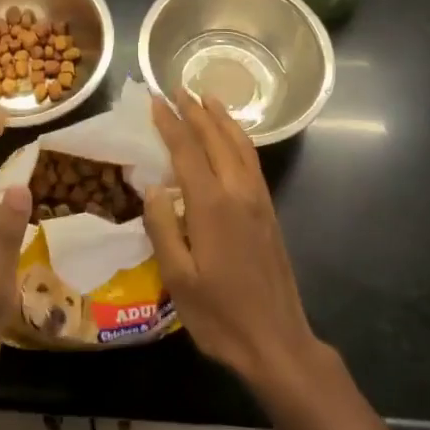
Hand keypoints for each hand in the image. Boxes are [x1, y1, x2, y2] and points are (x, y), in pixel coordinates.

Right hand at [143, 90, 324, 391]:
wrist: (277, 342)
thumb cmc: (220, 315)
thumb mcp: (178, 278)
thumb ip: (162, 227)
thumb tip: (153, 187)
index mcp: (211, 205)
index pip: (186, 150)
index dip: (169, 123)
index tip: (155, 100)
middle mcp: (238, 192)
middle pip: (216, 139)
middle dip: (195, 111)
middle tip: (178, 88)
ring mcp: (258, 200)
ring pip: (240, 145)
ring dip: (222, 119)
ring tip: (208, 98)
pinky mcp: (269, 211)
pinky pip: (252, 160)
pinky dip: (239, 138)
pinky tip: (233, 138)